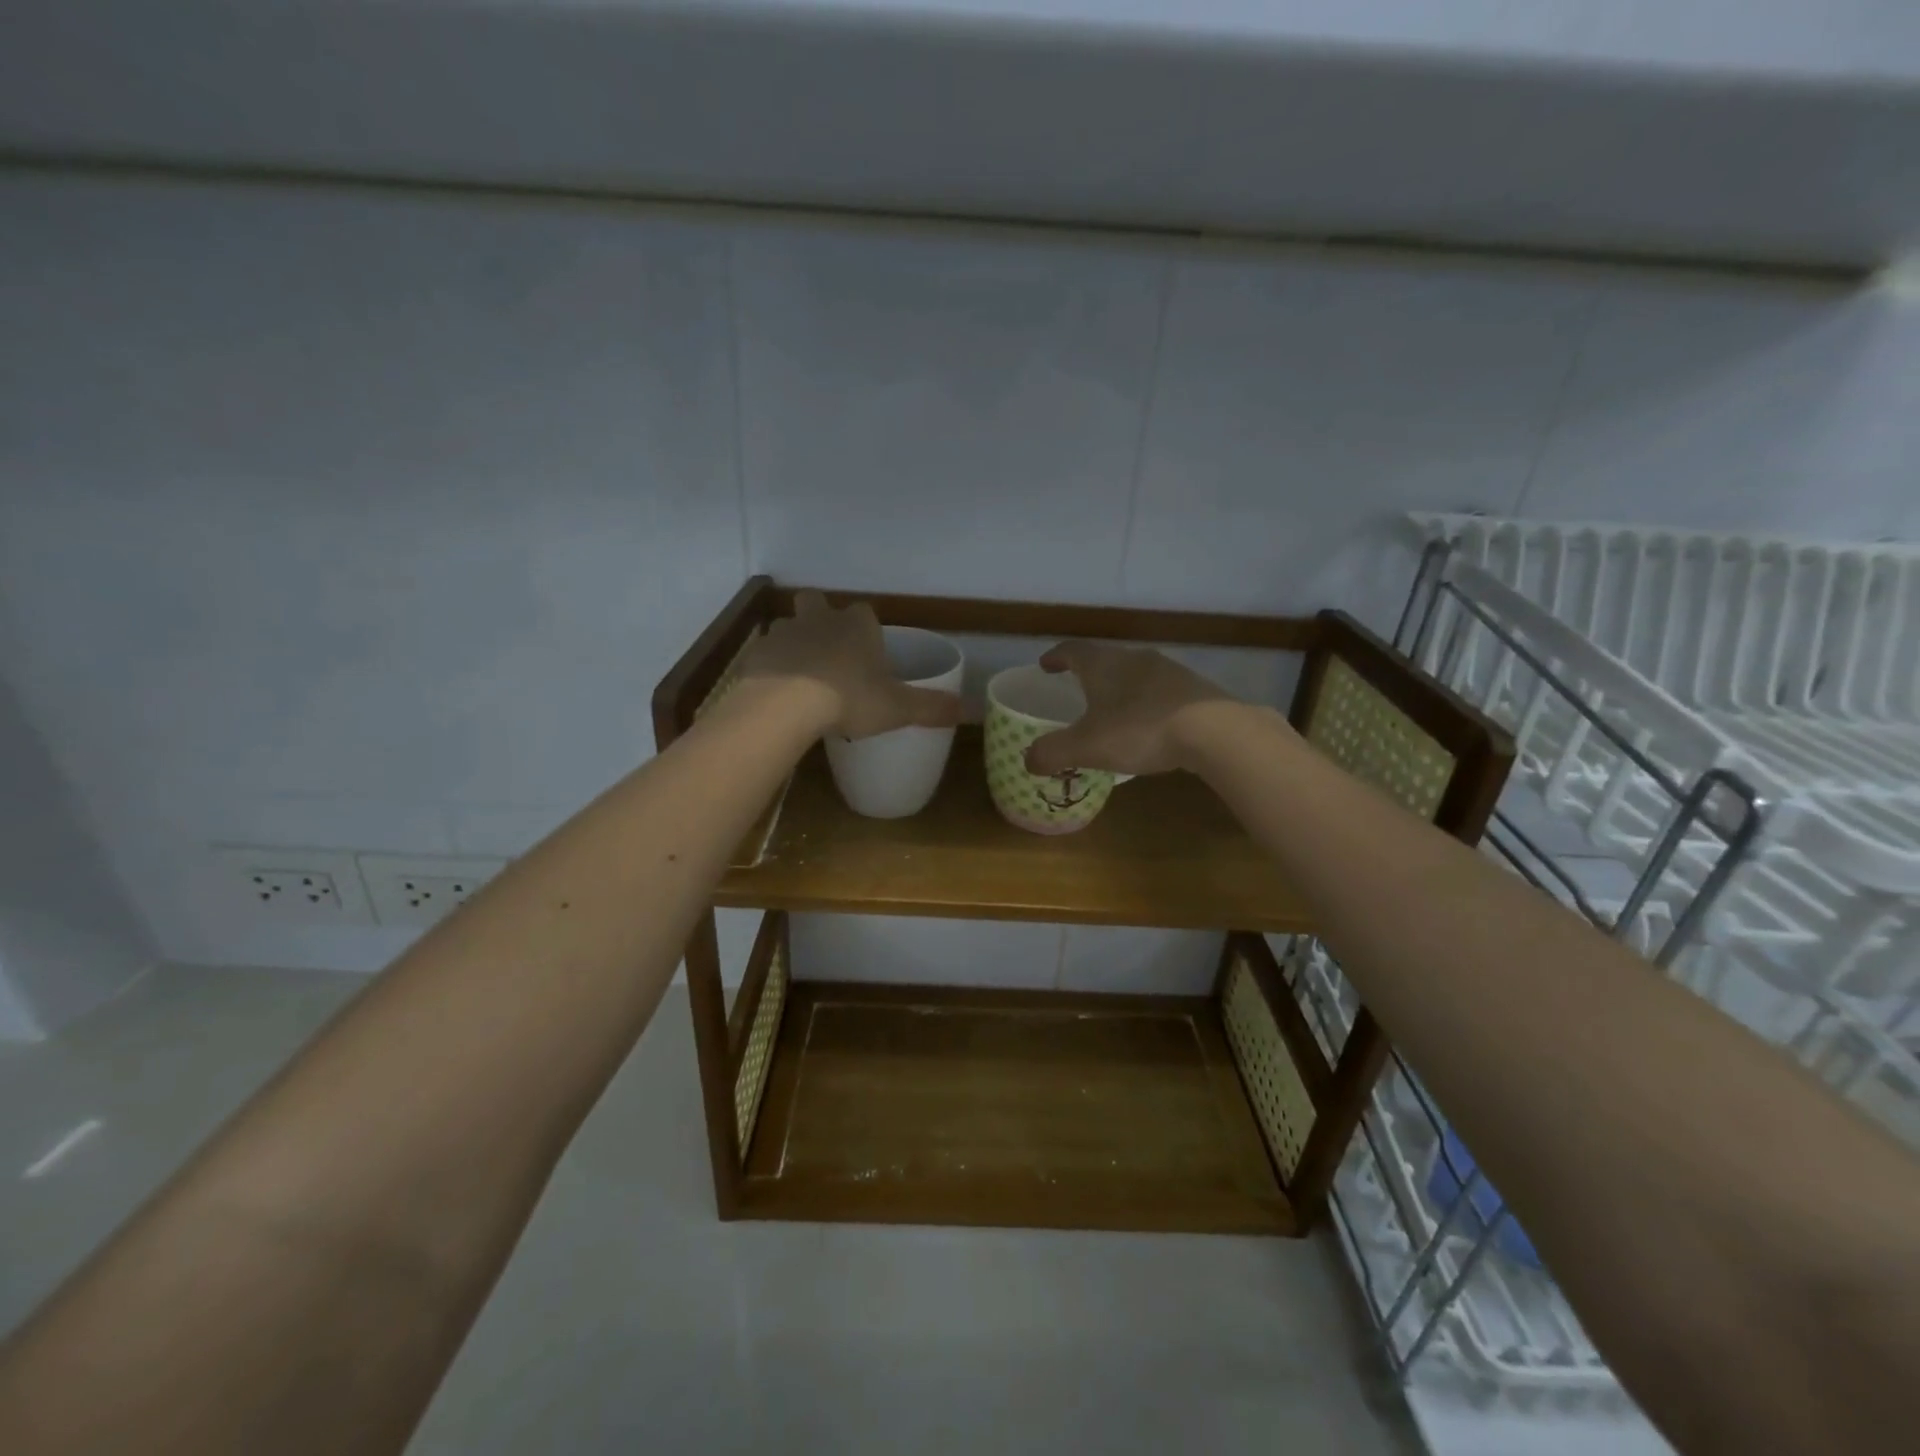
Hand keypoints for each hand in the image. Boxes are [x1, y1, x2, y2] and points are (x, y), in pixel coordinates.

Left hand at [739, 591, 961, 739]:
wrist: (785, 705)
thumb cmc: (849, 697)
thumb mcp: (898, 707)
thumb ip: (932, 708)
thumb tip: (973, 712)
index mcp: (857, 625)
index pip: (865, 613)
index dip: (867, 630)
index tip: (869, 654)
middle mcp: (820, 619)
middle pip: (817, 603)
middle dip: (822, 619)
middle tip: (829, 652)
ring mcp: (784, 632)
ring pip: (788, 626)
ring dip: (795, 643)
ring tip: (802, 676)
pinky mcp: (757, 653)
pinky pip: (766, 654)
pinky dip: (771, 668)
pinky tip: (777, 693)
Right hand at [1025, 641, 1235, 776]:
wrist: (1214, 731)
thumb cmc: (1139, 730)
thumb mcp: (1086, 746)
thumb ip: (1052, 752)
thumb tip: (1027, 760)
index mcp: (1104, 665)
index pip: (1073, 650)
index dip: (1056, 657)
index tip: (1046, 665)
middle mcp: (1135, 659)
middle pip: (1106, 659)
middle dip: (1089, 674)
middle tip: (1078, 690)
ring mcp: (1169, 671)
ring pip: (1136, 674)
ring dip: (1121, 688)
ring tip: (1113, 710)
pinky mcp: (1195, 689)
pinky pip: (1161, 692)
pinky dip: (1147, 704)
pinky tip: (1150, 725)